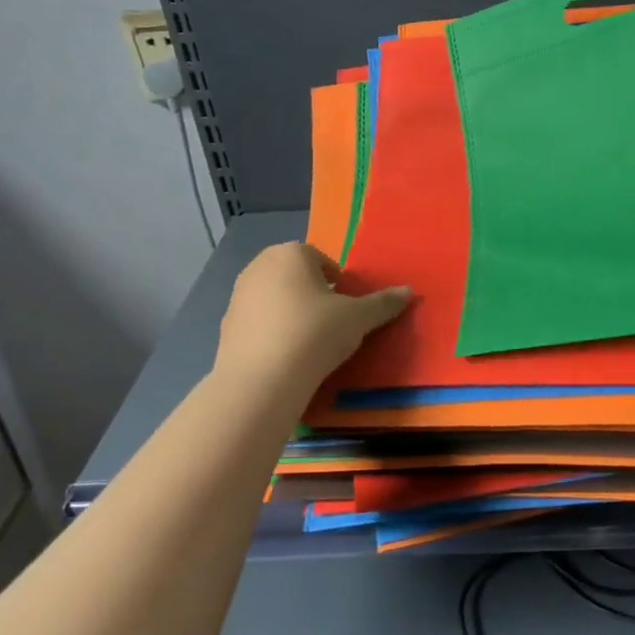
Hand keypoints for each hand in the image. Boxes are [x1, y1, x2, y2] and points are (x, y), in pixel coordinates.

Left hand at [213, 242, 411, 394]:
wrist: (262, 380)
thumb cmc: (314, 333)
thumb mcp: (358, 318)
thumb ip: (383, 303)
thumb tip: (409, 291)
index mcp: (291, 253)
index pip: (321, 260)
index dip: (338, 284)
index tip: (347, 309)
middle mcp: (259, 266)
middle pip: (296, 277)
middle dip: (313, 295)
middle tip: (332, 324)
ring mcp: (238, 296)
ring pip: (275, 299)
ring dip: (292, 313)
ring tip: (310, 343)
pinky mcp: (226, 327)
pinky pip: (259, 323)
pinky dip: (273, 333)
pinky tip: (287, 357)